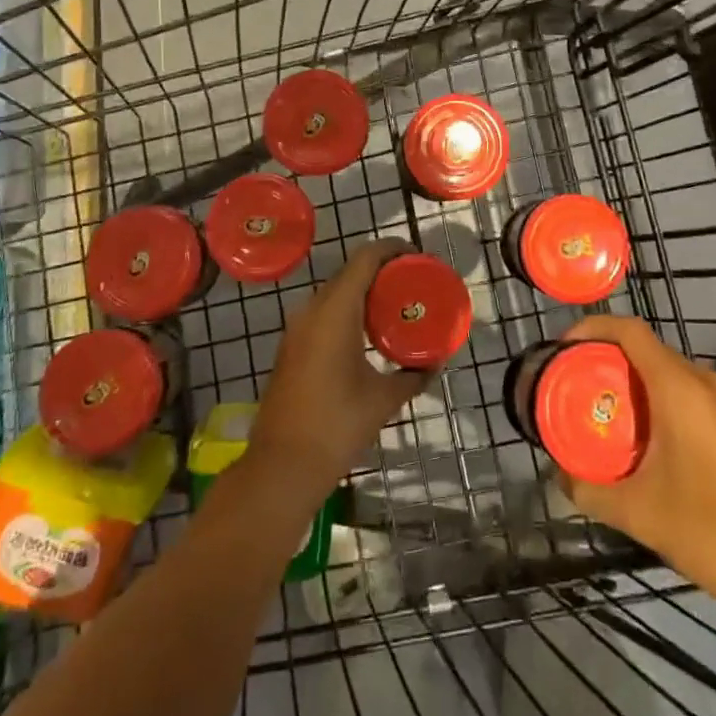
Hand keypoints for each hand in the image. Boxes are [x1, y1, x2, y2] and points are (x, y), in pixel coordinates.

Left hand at [249, 240, 427, 506]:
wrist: (281, 466)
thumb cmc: (336, 426)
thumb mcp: (383, 400)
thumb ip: (412, 375)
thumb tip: (434, 364)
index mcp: (335, 311)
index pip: (365, 258)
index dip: (393, 249)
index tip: (420, 257)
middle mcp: (312, 309)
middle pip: (350, 272)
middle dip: (383, 270)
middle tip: (414, 282)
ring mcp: (297, 328)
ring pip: (335, 292)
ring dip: (365, 291)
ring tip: (396, 305)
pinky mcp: (291, 347)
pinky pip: (324, 313)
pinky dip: (348, 310)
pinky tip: (368, 333)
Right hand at [557, 315, 715, 615]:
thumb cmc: (715, 531)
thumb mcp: (640, 514)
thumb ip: (591, 490)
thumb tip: (560, 477)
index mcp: (680, 387)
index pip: (628, 330)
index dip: (592, 329)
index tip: (564, 348)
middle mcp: (708, 382)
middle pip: (649, 352)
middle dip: (611, 365)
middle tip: (581, 392)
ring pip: (674, 376)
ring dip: (640, 388)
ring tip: (613, 420)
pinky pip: (696, 398)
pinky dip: (667, 406)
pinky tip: (656, 447)